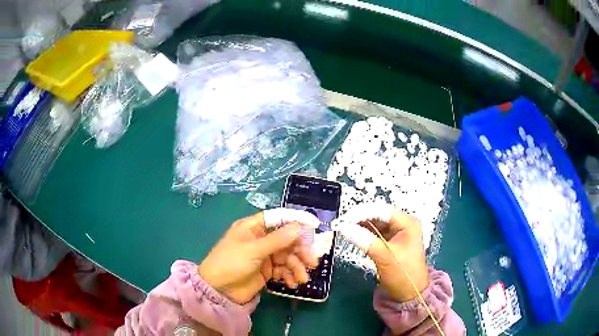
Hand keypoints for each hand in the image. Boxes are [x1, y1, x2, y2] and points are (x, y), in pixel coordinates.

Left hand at [198, 212, 316, 304]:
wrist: (219, 291)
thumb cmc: (231, 264)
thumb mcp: (253, 250)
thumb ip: (277, 240)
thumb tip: (298, 227)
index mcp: (253, 227)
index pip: (278, 218)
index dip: (296, 220)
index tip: (314, 225)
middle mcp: (260, 239)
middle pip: (287, 240)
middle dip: (300, 251)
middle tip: (312, 262)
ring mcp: (264, 256)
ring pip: (287, 256)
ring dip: (297, 267)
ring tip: (302, 279)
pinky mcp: (266, 270)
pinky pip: (283, 269)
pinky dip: (289, 275)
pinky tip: (291, 283)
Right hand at [334, 203, 427, 301]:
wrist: (409, 295)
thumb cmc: (403, 275)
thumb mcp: (385, 258)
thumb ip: (365, 241)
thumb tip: (343, 227)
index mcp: (407, 223)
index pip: (382, 211)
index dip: (362, 212)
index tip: (344, 219)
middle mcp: (402, 224)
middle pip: (378, 215)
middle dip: (359, 217)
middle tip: (340, 223)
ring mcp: (396, 233)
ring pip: (374, 223)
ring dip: (359, 224)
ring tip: (342, 227)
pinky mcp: (389, 242)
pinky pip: (374, 232)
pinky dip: (363, 232)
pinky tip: (351, 234)